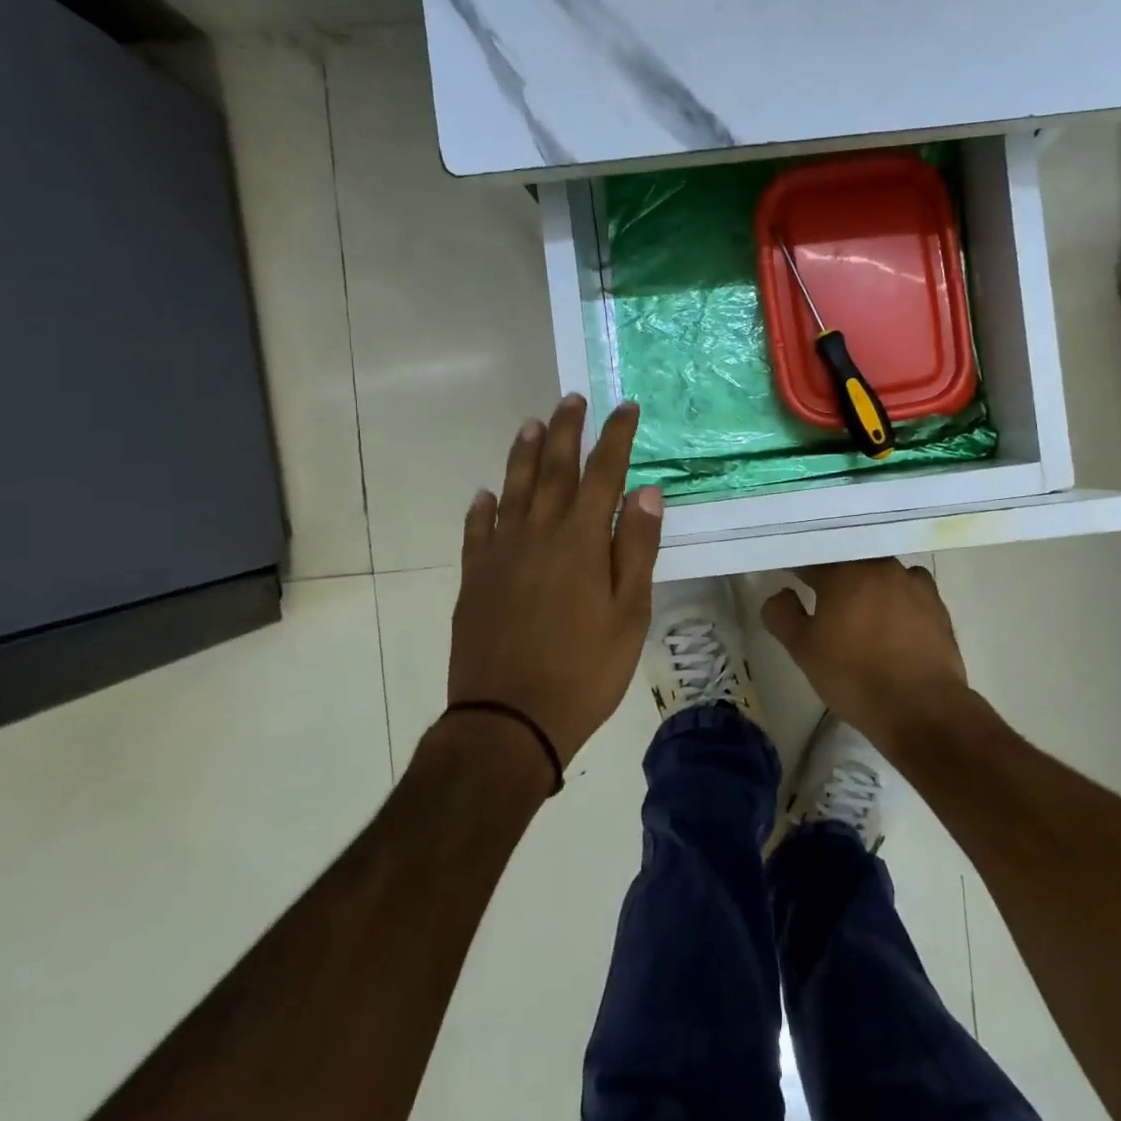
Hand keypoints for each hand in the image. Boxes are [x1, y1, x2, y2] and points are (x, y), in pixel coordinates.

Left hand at [444, 395, 661, 768]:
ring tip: (531, 424)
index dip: (615, 437)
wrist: (508, 721)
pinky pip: (476, 531)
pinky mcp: (473, 578)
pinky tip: (485, 494)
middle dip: (566, 430)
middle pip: (553, 469)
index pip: (603, 473)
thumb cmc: (584, 671)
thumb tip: (647, 491)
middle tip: (572, 399)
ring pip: (512, 489)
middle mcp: (538, 534)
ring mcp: (500, 554)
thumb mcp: (629, 614)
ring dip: (523, 454)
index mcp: (581, 540)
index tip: (624, 407)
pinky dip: (482, 507)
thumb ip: (636, 549)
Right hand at [760, 560, 979, 757]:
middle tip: (823, 597)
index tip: (791, 579)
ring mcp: (912, 582)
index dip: (798, 568)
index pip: (813, 559)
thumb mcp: (803, 650)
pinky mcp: (937, 603)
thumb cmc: (854, 677)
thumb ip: (782, 615)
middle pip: (849, 561)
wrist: (922, 708)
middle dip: (834, 574)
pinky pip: (909, 589)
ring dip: (867, 584)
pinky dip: (897, 597)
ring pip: (880, 572)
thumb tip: (781, 593)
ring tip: (860, 610)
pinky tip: (894, 619)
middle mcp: (879, 566)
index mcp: (843, 572)